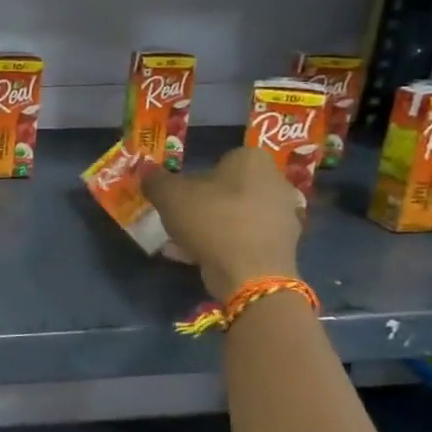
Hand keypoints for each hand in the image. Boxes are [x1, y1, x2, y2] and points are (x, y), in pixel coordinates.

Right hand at [141, 146, 302, 300]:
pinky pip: (246, 238)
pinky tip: (202, 258)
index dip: (195, 177)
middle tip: (181, 218)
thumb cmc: (211, 219)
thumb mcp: (169, 195)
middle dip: (206, 202)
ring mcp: (284, 215)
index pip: (220, 160)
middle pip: (229, 188)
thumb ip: (155, 180)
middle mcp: (276, 180)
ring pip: (237, 215)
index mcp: (252, 159)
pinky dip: (226, 245)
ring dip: (214, 226)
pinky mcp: (284, 245)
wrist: (250, 272)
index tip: (180, 196)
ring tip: (186, 243)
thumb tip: (147, 173)